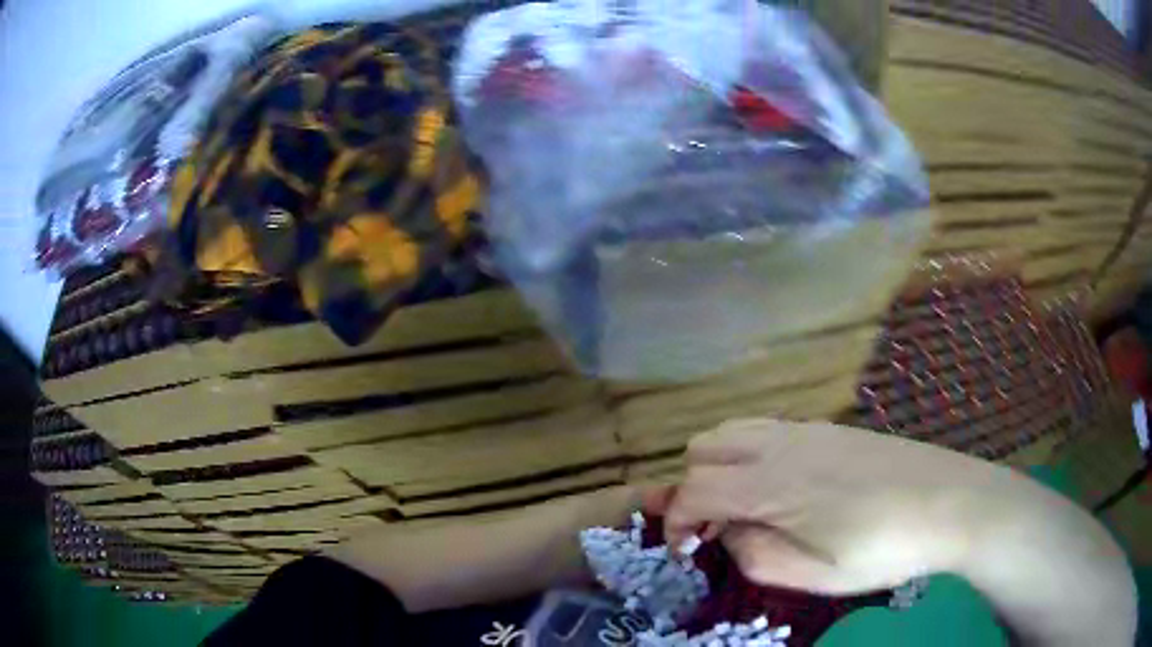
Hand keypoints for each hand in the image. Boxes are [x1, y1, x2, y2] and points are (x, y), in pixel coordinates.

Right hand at [649, 419, 992, 595]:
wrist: (949, 501)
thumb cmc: (882, 548)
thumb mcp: (815, 575)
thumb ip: (757, 556)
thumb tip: (732, 533)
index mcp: (772, 485)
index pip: (694, 489)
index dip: (675, 521)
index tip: (685, 551)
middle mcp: (781, 446)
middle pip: (704, 447)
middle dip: (691, 487)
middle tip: (713, 528)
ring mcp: (807, 431)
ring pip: (734, 431)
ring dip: (718, 466)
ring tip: (740, 506)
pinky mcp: (830, 429)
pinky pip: (767, 430)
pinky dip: (749, 454)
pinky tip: (779, 487)